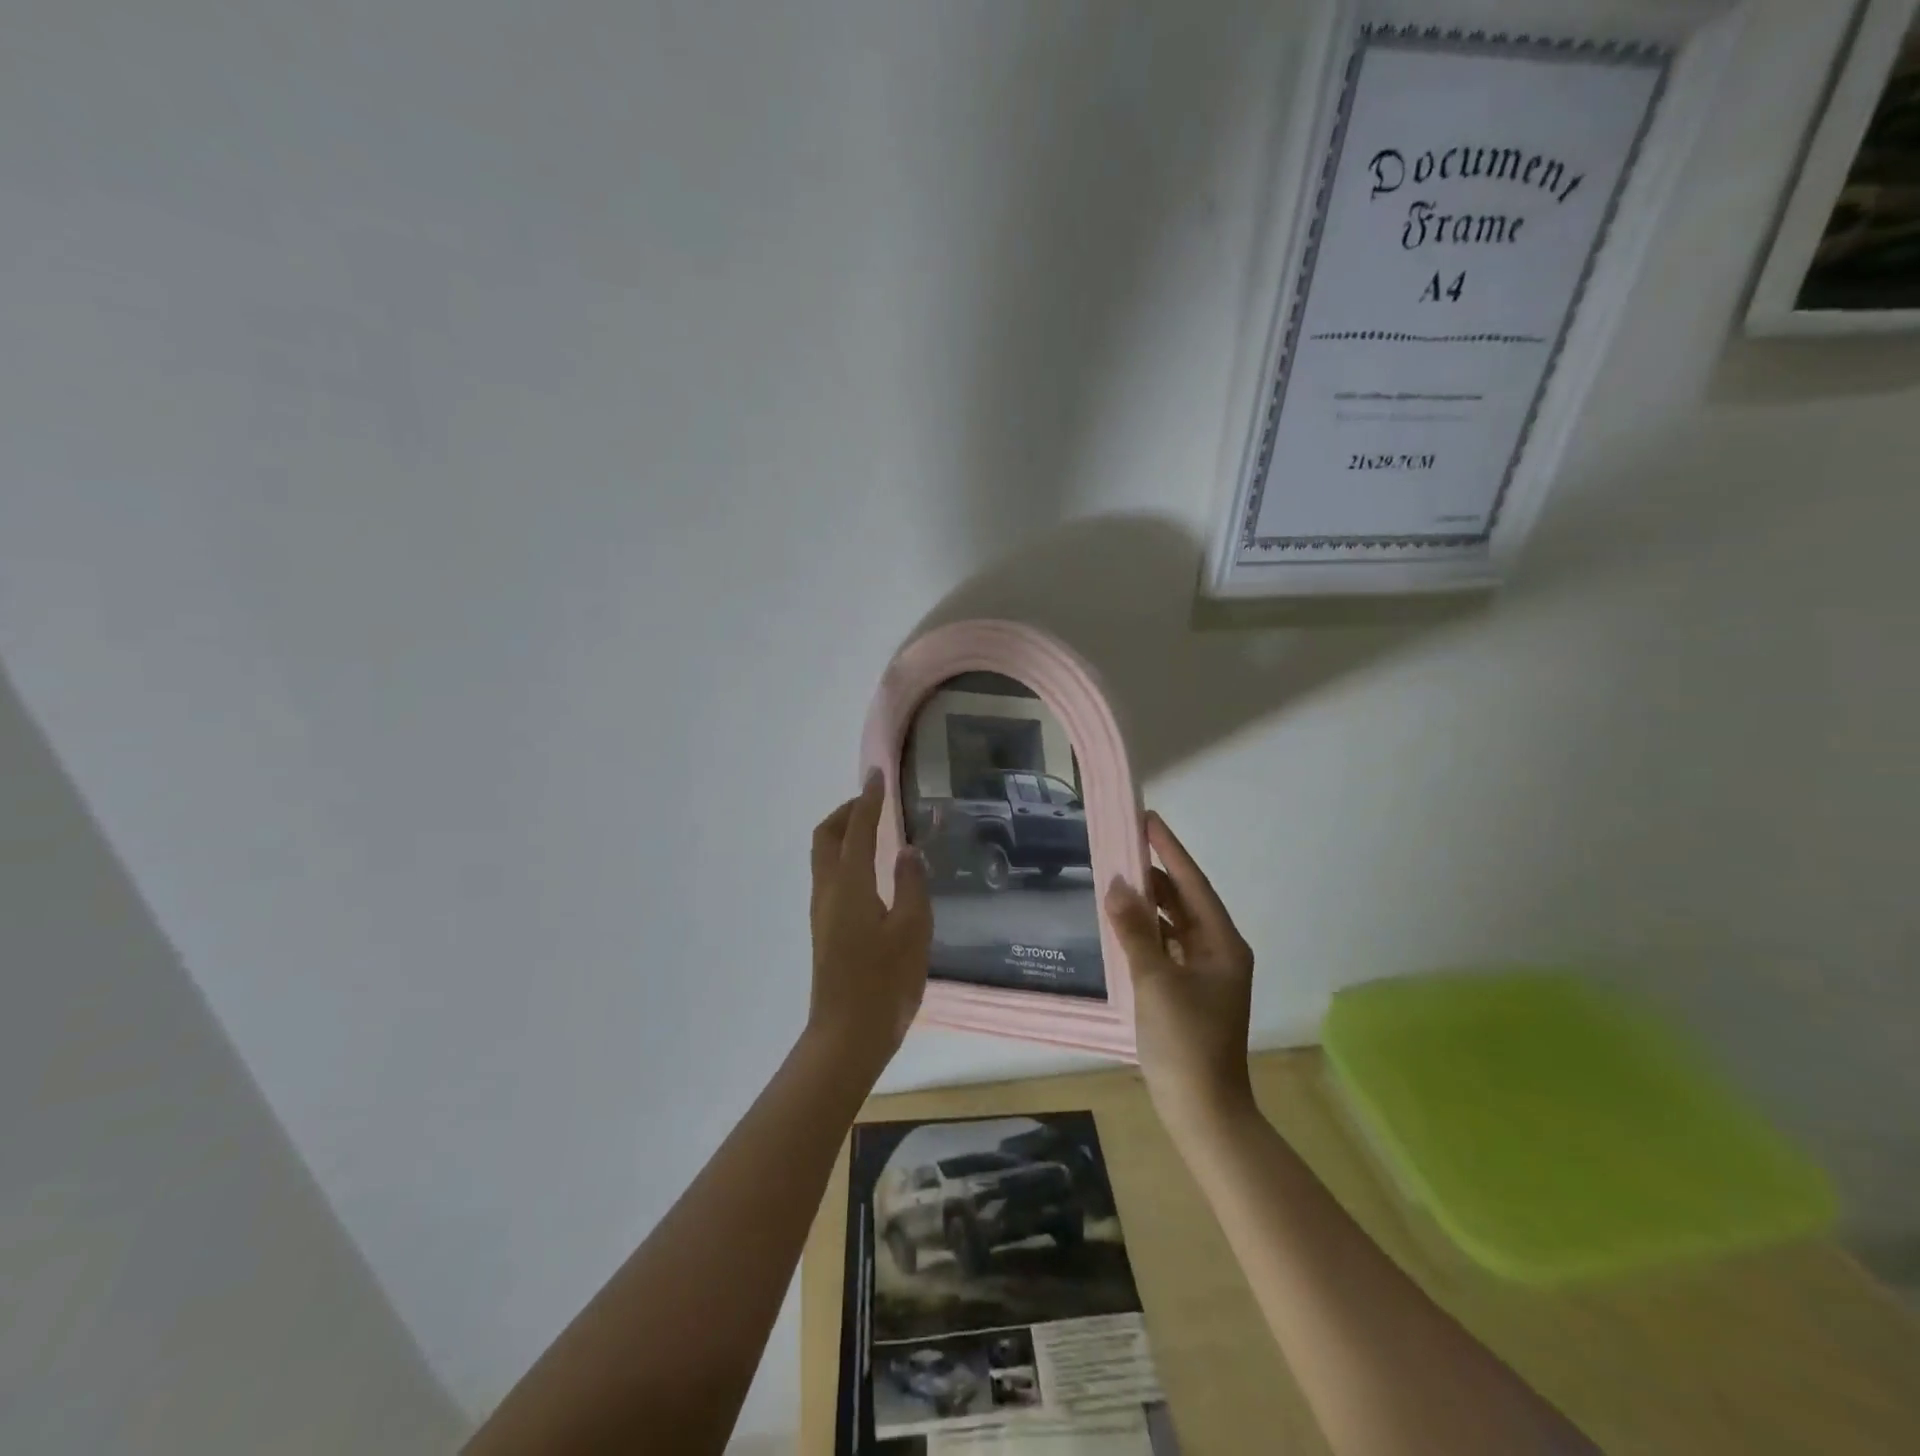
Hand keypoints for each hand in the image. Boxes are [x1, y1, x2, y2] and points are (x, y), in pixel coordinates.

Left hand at [807, 773, 932, 1075]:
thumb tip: (907, 850)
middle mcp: (828, 891)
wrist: (848, 1036)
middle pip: (826, 836)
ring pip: (824, 856)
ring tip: (876, 831)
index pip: (857, 830)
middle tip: (875, 803)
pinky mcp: (825, 928)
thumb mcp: (912, 931)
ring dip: (844, 834)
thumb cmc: (885, 983)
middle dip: (846, 812)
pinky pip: (830, 875)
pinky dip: (846, 857)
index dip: (868, 800)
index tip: (877, 774)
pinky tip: (872, 871)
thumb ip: (911, 885)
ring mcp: (822, 911)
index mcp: (850, 886)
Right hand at [1105, 812, 1255, 1135]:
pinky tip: (1122, 924)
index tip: (1147, 819)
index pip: (1192, 884)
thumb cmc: (1185, 1042)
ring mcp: (1205, 973)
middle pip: (1184, 901)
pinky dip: (1146, 931)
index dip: (1170, 850)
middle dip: (1155, 873)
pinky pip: (1166, 946)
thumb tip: (1115, 885)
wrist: (1203, 1111)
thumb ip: (1134, 931)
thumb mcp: (1154, 981)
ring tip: (1116, 878)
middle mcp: (1218, 951)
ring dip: (1148, 903)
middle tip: (1121, 846)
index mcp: (1222, 944)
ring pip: (1174, 924)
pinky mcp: (1188, 990)